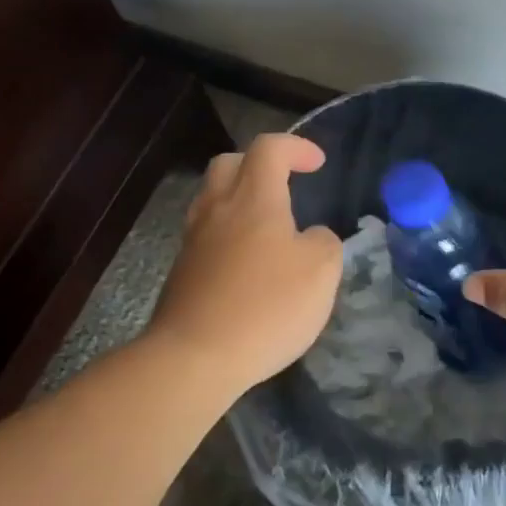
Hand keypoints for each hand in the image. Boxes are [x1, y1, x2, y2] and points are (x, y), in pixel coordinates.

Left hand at [147, 133, 342, 396]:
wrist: (193, 359)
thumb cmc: (265, 306)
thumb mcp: (322, 271)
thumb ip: (324, 242)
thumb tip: (311, 236)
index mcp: (254, 198)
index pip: (269, 148)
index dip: (296, 147)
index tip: (318, 163)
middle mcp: (218, 209)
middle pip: (229, 164)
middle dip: (258, 164)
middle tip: (284, 184)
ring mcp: (193, 241)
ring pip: (212, 199)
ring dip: (239, 200)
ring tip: (267, 226)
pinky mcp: (181, 273)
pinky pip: (206, 235)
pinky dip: (228, 234)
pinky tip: (248, 264)